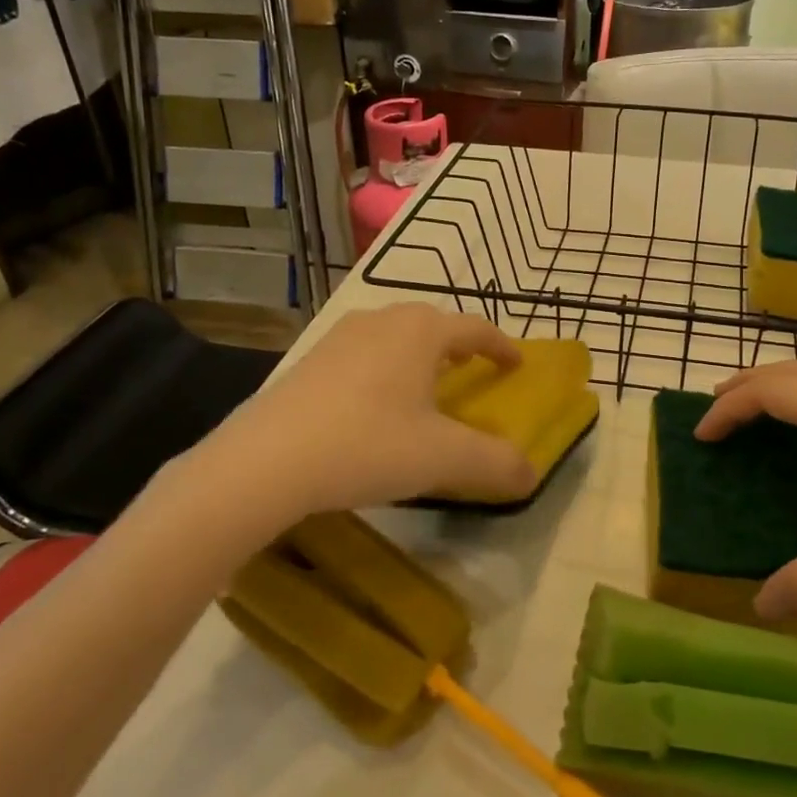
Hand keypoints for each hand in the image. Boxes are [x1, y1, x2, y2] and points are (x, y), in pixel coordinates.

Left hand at [202, 304, 537, 516]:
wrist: (265, 462)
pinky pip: (362, 354)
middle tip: (470, 371)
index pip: (476, 328)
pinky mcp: (309, 360)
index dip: (501, 346)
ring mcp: (339, 337)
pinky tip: (373, 404)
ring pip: (394, 335)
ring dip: (418, 355)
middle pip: (433, 323)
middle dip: (458, 345)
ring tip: (424, 386)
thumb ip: (495, 464)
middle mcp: (382, 321)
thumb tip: (531, 476)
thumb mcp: (443, 458)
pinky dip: (383, 368)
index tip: (516, 364)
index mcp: (421, 331)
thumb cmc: (367, 445)